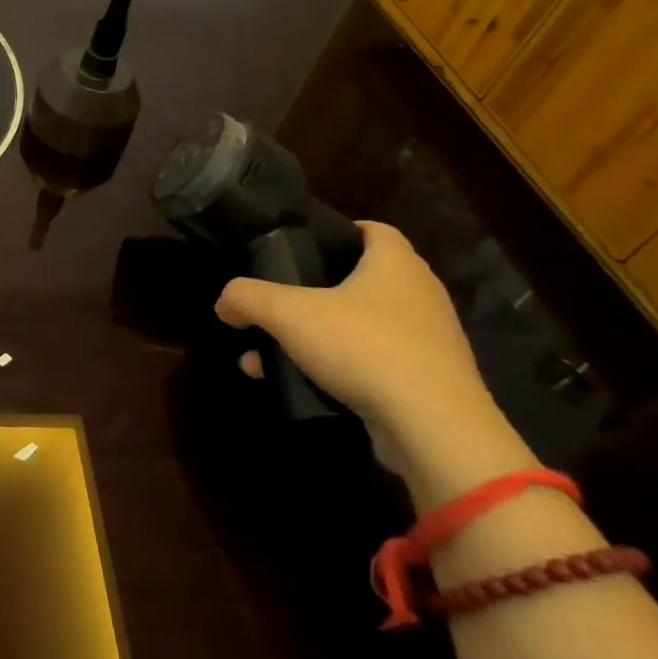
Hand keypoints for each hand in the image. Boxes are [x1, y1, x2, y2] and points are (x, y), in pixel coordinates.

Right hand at [215, 221, 523, 490]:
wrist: (433, 428)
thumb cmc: (363, 346)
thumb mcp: (286, 313)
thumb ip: (247, 298)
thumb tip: (225, 303)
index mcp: (396, 264)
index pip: (373, 229)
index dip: (338, 231)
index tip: (301, 243)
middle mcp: (420, 296)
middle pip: (361, 279)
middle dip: (315, 289)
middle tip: (278, 298)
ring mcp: (428, 342)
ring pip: (362, 325)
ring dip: (318, 335)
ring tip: (272, 351)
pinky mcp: (427, 383)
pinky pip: (373, 363)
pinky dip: (338, 368)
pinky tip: (300, 383)